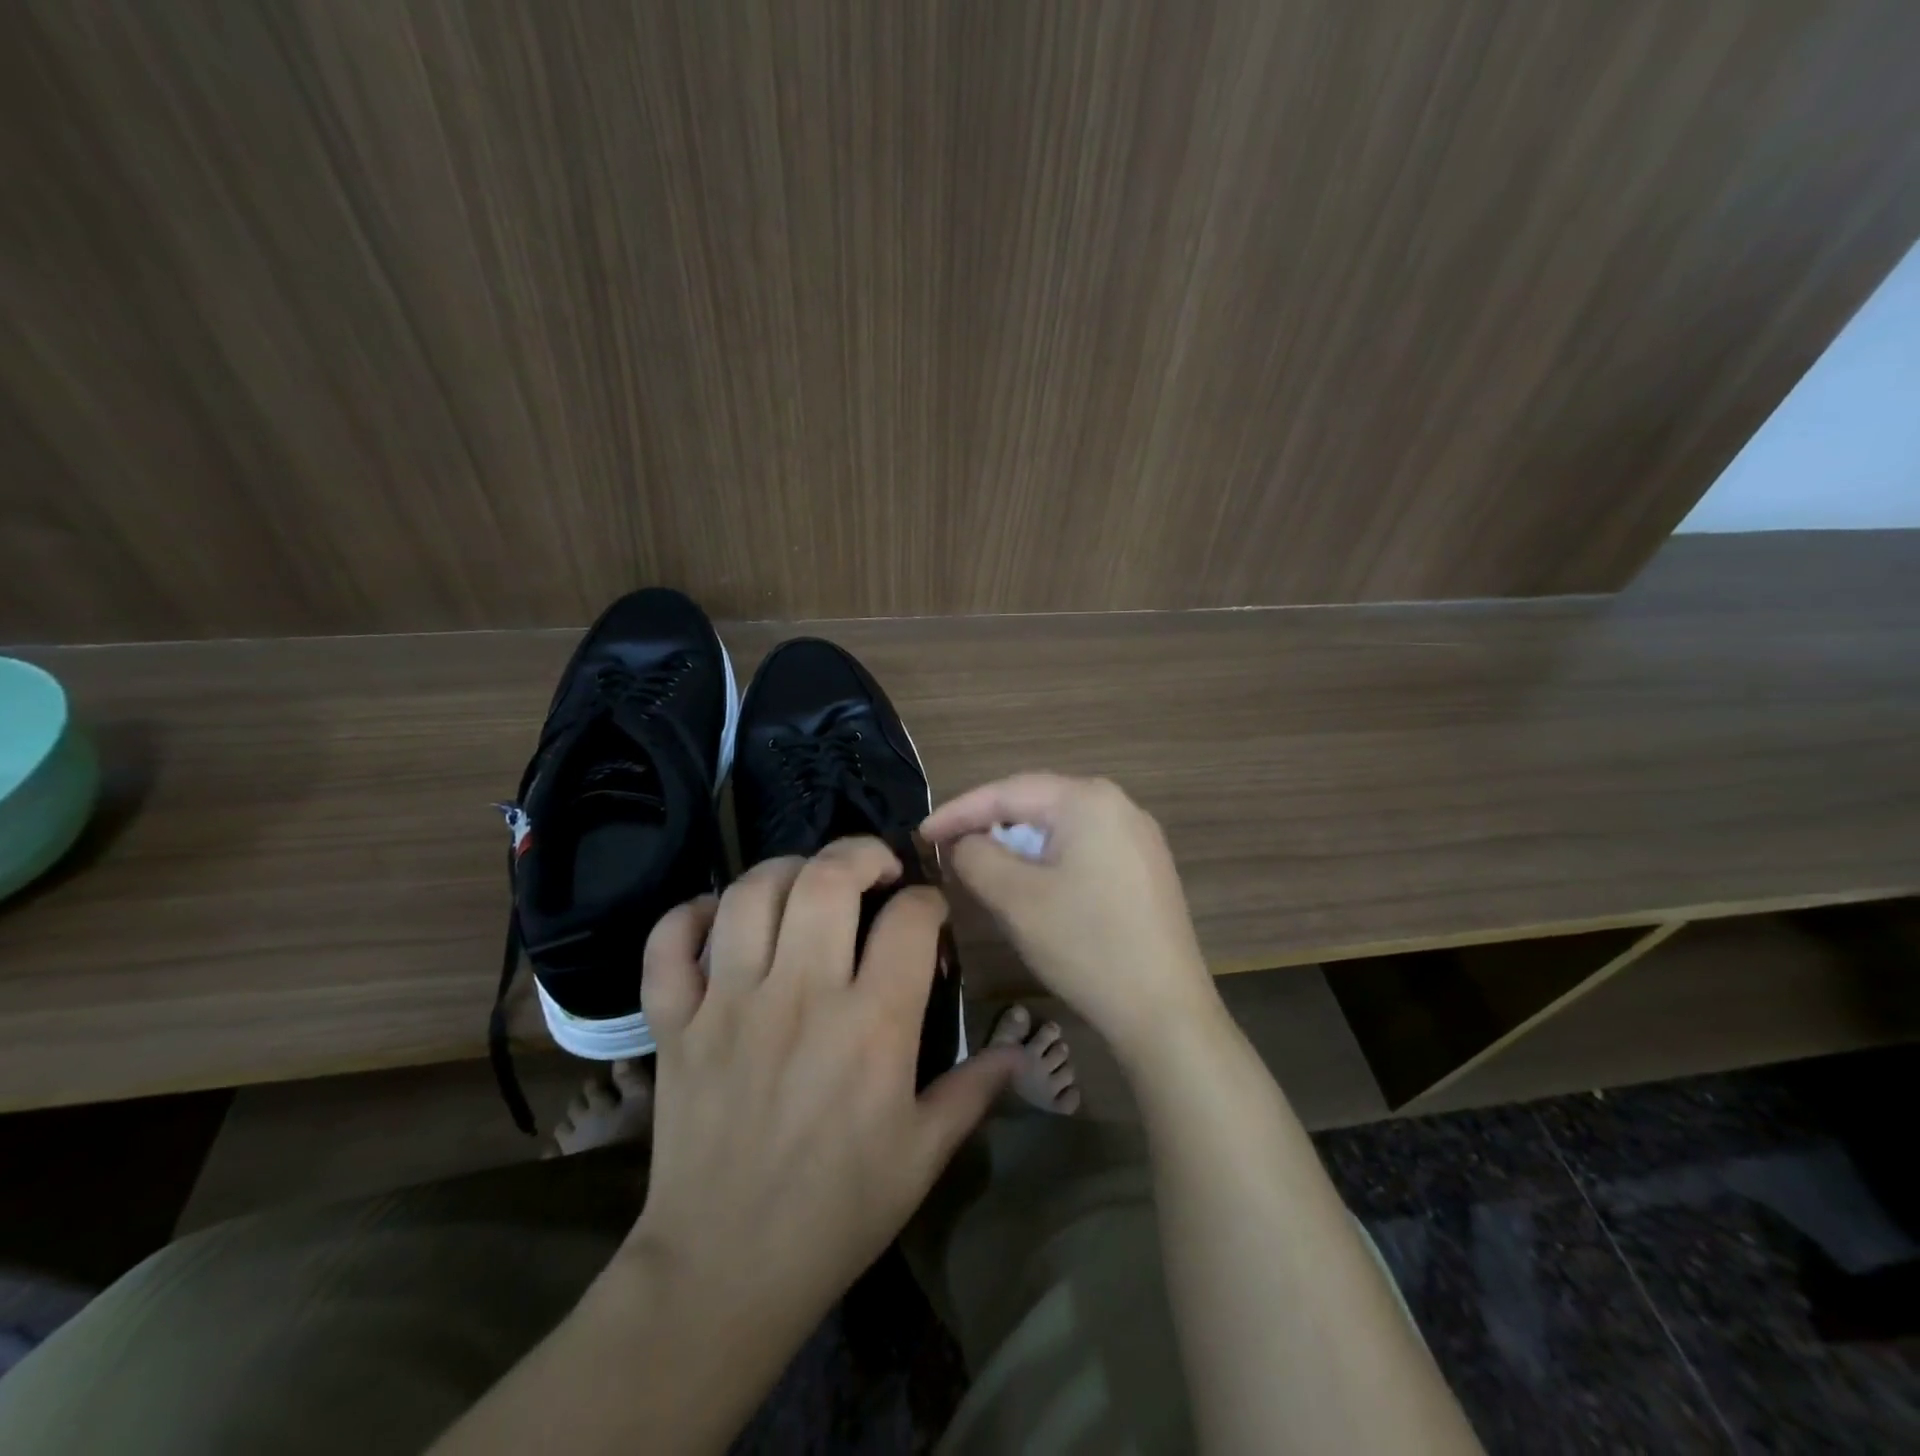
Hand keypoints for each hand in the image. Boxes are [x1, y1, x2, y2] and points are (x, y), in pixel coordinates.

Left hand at [622, 837, 1021, 1364]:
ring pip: (752, 893)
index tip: (930, 915)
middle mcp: (801, 996)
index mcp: (872, 1026)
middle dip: (861, 853)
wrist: (724, 1272)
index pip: (910, 919)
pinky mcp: (676, 1023)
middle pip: (828, 879)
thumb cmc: (837, 1212)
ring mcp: (729, 1004)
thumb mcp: (923, 1156)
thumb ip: (974, 1091)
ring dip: (785, 869)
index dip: (929, 901)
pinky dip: (689, 914)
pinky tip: (718, 915)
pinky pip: (669, 943)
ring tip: (807, 883)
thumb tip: (1020, 1050)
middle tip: (875, 868)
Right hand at [923, 774, 1222, 1067]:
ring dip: (1018, 846)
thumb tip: (963, 842)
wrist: (1165, 1010)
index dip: (958, 811)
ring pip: (1059, 828)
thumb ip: (976, 856)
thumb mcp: (1015, 898)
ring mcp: (1138, 837)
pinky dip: (1049, 861)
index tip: (921, 834)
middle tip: (949, 850)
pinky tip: (1033, 886)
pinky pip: (1083, 848)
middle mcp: (1119, 805)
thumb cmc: (1085, 945)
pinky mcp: (1145, 868)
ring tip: (984, 868)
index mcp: (1088, 799)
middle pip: (1036, 804)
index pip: (1007, 792)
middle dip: (989, 826)